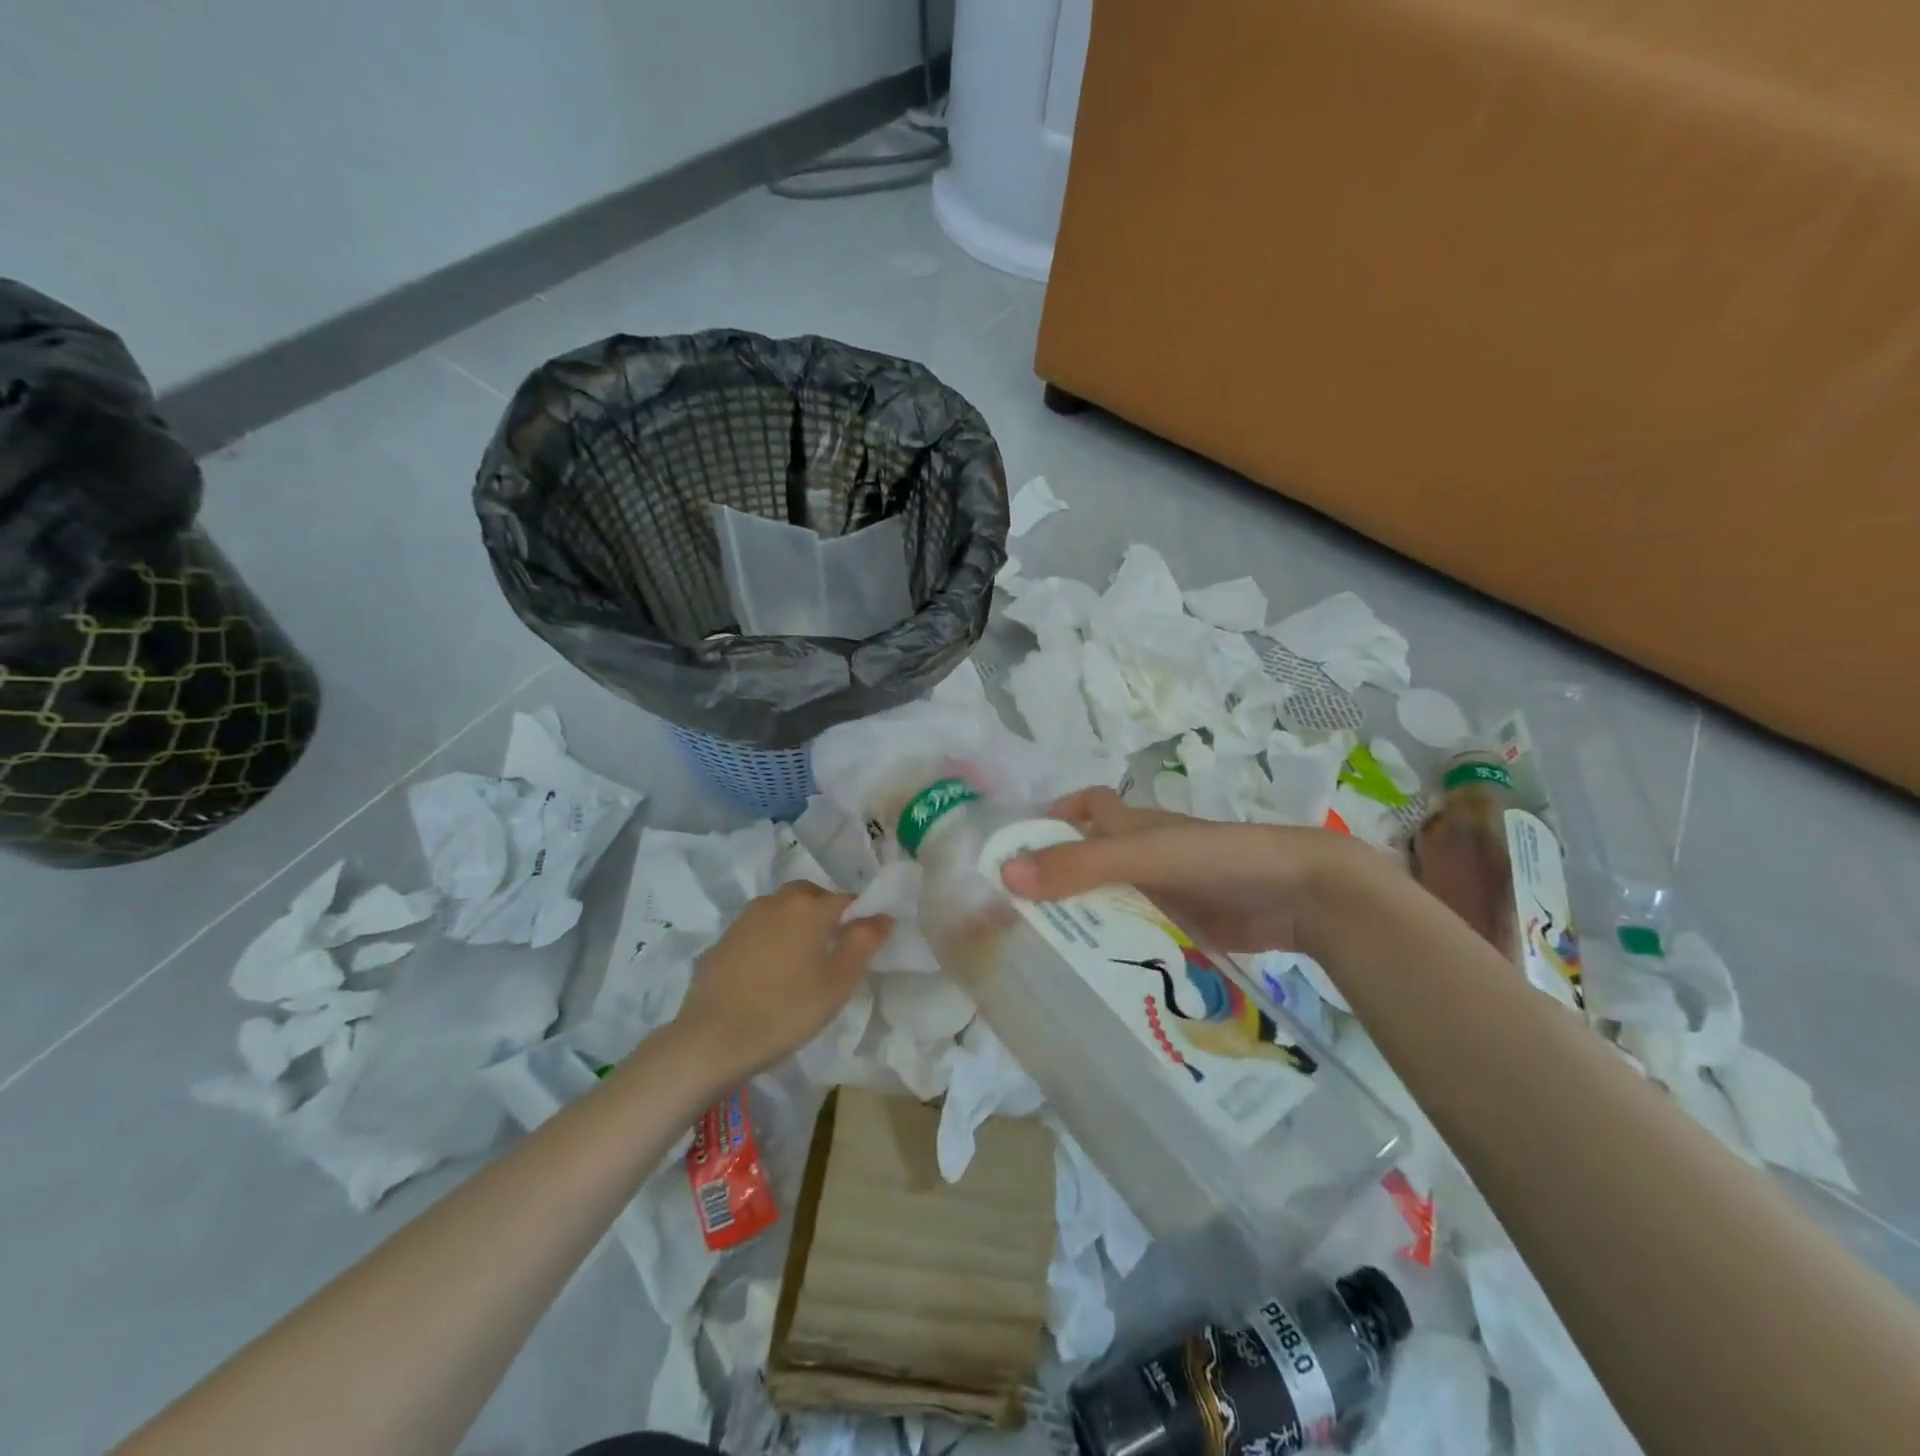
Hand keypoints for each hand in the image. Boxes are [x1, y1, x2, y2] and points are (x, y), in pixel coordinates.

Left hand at [672, 882, 890, 1081]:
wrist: (712, 1039)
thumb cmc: (786, 1011)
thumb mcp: (837, 983)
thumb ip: (864, 943)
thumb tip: (883, 916)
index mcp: (809, 908)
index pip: (847, 900)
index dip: (861, 917)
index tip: (864, 943)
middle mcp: (777, 902)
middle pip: (810, 896)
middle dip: (826, 912)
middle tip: (832, 948)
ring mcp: (745, 918)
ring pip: (781, 908)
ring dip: (796, 923)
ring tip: (800, 960)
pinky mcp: (723, 938)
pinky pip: (758, 928)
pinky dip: (770, 938)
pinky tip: (769, 971)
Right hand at [998, 787, 1353, 951]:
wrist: (1302, 893)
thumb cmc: (1218, 857)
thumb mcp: (1143, 856)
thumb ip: (1079, 864)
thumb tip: (1005, 874)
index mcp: (1132, 824)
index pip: (1085, 808)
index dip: (1053, 818)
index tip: (1016, 851)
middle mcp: (1145, 854)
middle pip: (1091, 861)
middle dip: (1057, 882)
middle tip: (1017, 921)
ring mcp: (1167, 891)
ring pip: (1113, 901)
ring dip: (1085, 920)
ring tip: (1045, 957)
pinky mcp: (1186, 925)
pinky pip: (1140, 934)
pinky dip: (1118, 948)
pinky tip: (1098, 976)